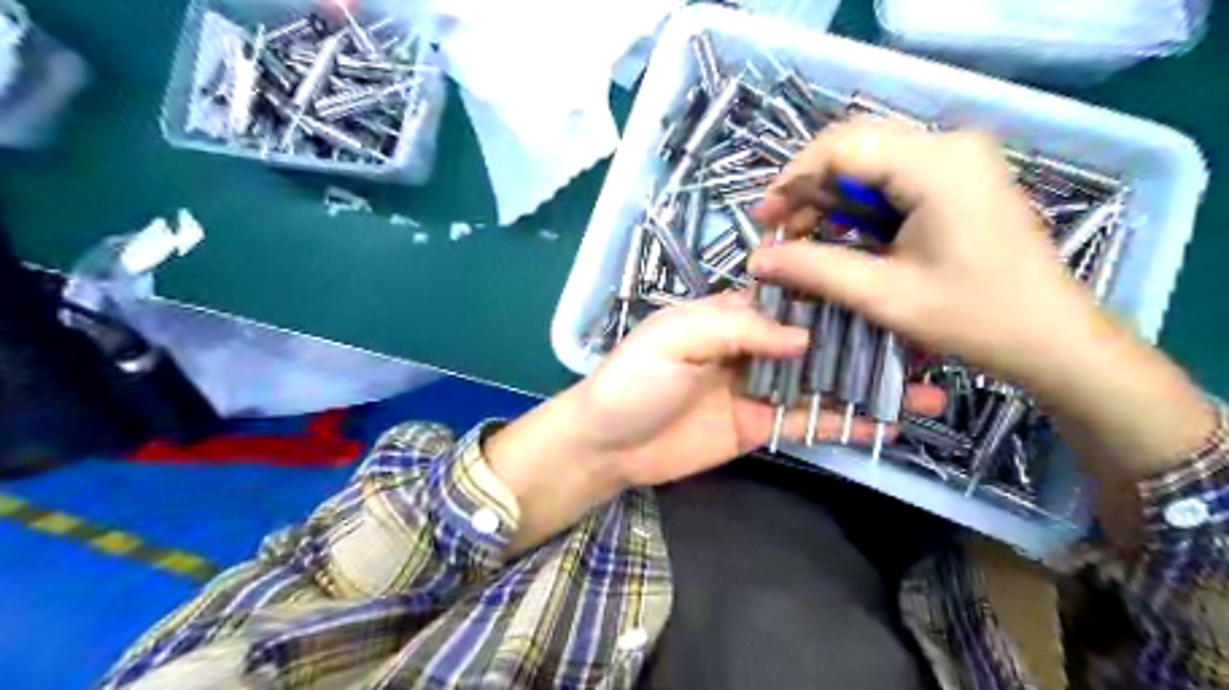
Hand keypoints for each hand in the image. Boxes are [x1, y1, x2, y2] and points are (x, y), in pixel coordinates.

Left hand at [486, 291, 943, 555]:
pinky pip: (808, 422)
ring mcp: (761, 388)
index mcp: (731, 313)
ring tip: (928, 386)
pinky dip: (845, 422)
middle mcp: (754, 345)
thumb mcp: (676, 337)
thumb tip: (804, 334)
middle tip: (926, 342)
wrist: (608, 443)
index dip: (836, 296)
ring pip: (822, 381)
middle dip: (866, 339)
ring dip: (868, 383)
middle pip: (817, 339)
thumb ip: (736, 326)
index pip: (793, 297)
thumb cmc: (634, 379)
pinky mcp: (761, 426)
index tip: (889, 294)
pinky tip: (888, 425)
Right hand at [744, 118, 1099, 388]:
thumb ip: (814, 269)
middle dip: (807, 188)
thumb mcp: (883, 295)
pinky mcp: (958, 180)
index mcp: (935, 163)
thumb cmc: (974, 317)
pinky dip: (856, 206)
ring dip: (829, 198)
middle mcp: (947, 145)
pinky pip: (890, 178)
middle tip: (777, 231)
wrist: (1052, 338)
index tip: (764, 221)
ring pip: (869, 162)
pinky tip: (840, 236)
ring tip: (801, 238)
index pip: (840, 146)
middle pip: (853, 146)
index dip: (792, 179)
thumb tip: (755, 259)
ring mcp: (957, 160)